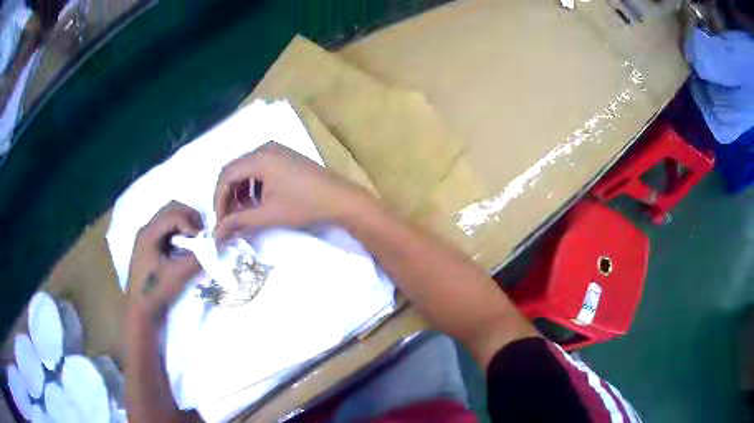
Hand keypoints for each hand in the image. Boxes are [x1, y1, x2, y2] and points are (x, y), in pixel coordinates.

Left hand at [126, 201, 202, 325]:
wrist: (141, 310)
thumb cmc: (156, 291)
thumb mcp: (178, 275)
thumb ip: (197, 258)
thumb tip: (216, 245)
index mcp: (149, 233)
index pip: (174, 214)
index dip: (191, 224)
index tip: (202, 241)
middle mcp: (147, 229)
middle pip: (171, 209)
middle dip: (189, 218)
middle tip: (201, 234)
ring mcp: (147, 237)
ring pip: (169, 217)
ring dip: (184, 224)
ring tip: (195, 241)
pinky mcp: (150, 246)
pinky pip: (167, 229)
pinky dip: (179, 232)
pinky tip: (185, 248)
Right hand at [214, 142, 371, 239]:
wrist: (341, 199)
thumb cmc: (304, 206)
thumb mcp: (268, 215)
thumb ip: (239, 222)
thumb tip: (216, 234)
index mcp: (259, 158)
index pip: (226, 176)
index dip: (218, 200)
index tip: (219, 222)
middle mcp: (265, 148)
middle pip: (234, 170)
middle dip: (228, 196)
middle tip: (228, 219)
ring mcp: (277, 151)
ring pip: (247, 170)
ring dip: (240, 191)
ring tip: (243, 214)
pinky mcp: (285, 157)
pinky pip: (260, 169)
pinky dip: (253, 186)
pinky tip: (257, 203)